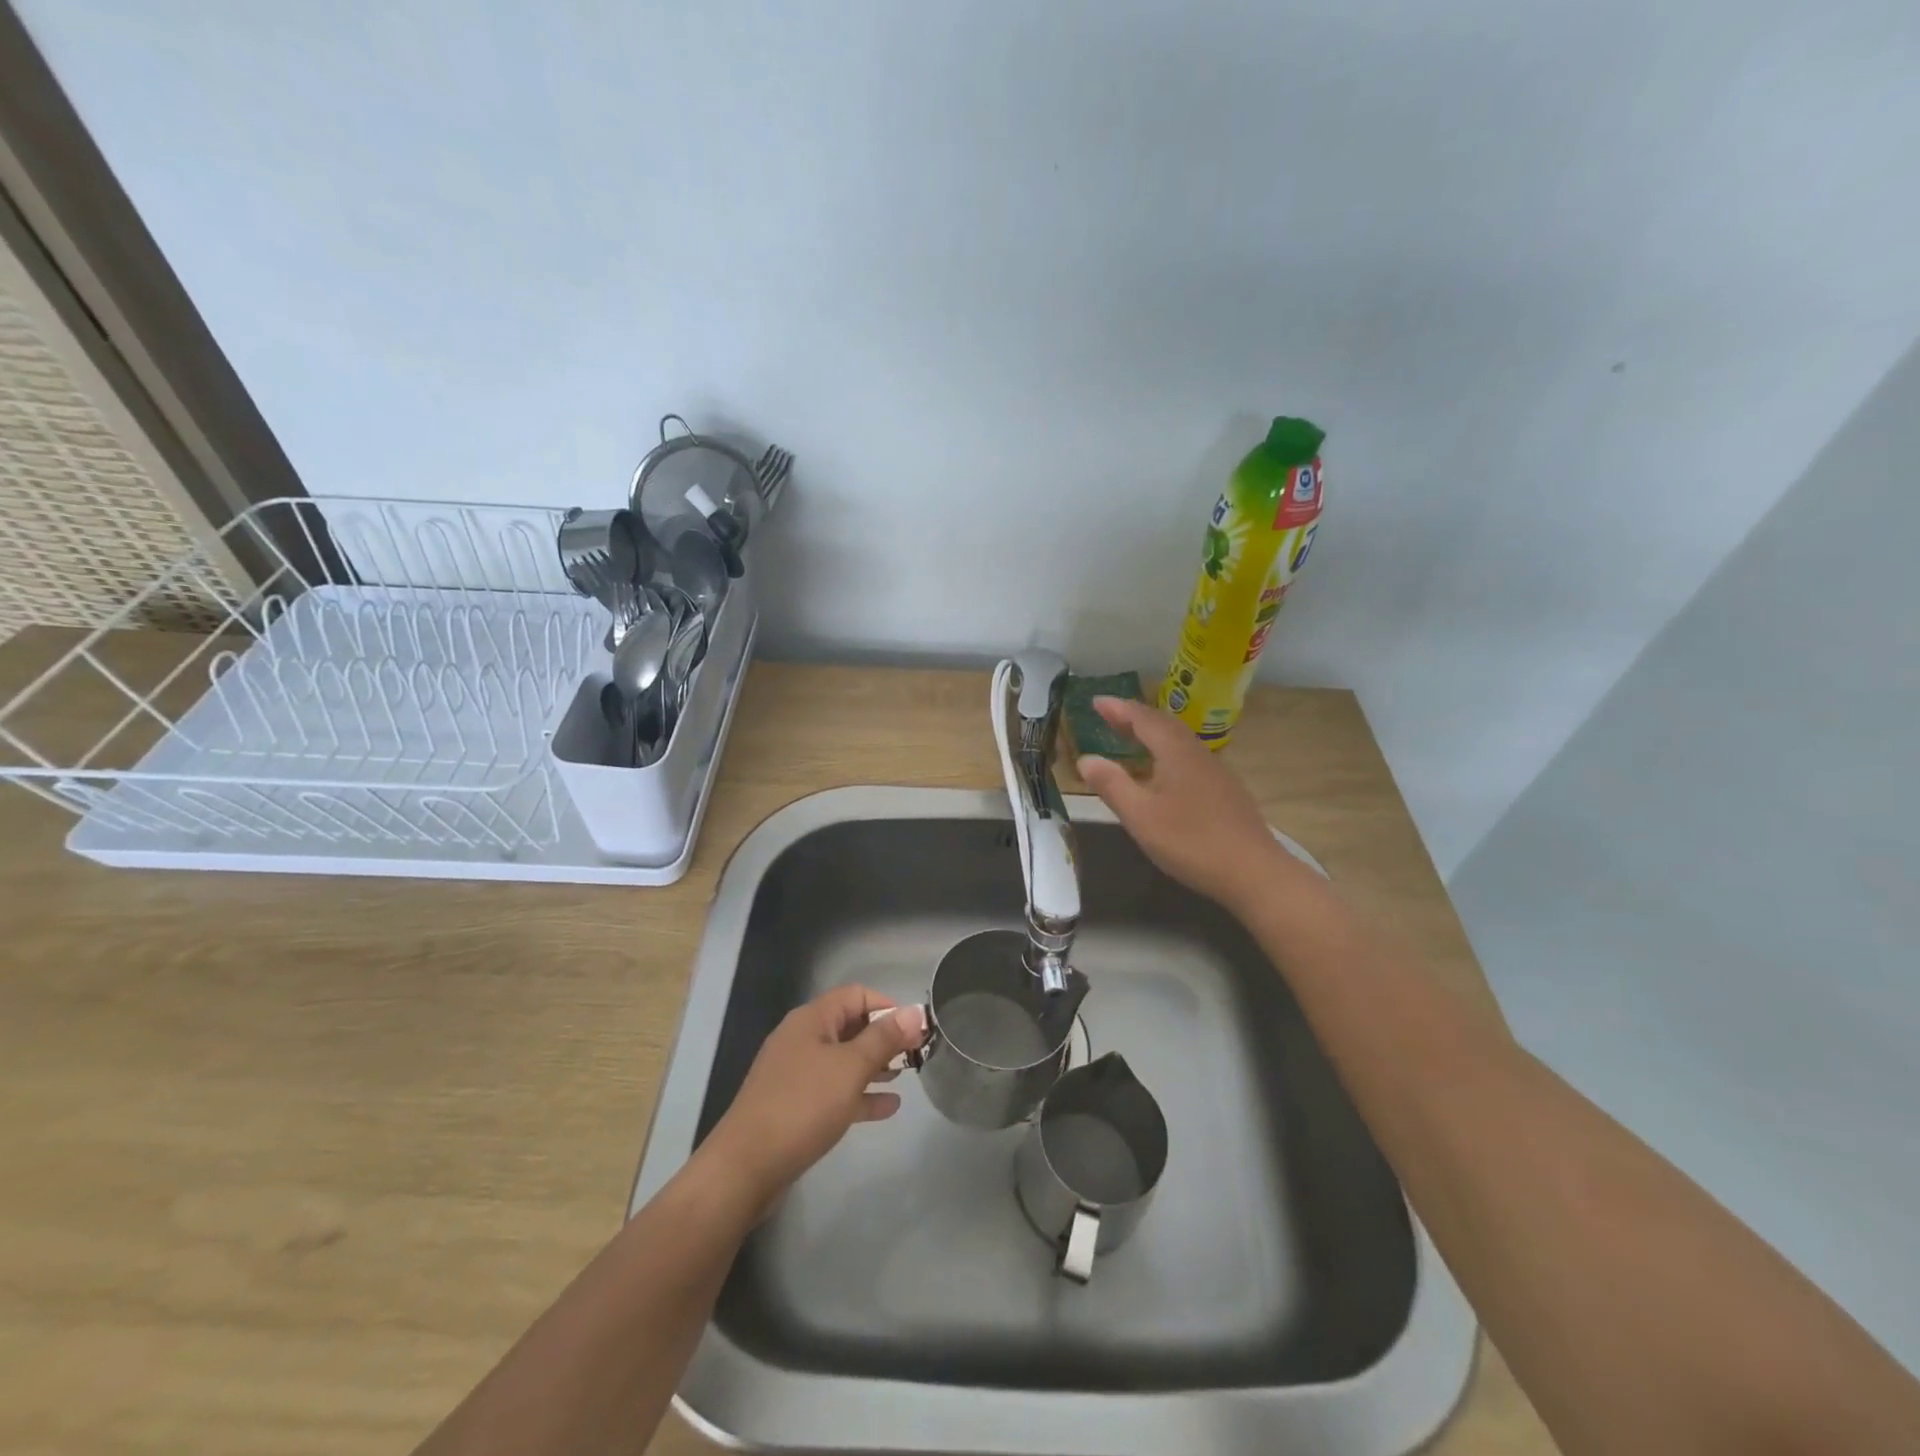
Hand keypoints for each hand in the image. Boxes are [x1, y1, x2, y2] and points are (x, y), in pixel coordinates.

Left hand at [698, 986, 924, 1214]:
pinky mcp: (794, 1106)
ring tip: (906, 1076)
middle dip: (884, 1037)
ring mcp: (796, 1074)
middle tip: (916, 1055)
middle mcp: (802, 1039)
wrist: (745, 1168)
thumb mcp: (850, 1068)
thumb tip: (915, 1012)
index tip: (915, 1030)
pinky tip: (887, 1108)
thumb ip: (884, 1039)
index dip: (888, 1006)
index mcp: (811, 1020)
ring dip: (874, 1065)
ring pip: (844, 1060)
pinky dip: (860, 1094)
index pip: (857, 995)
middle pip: (850, 1026)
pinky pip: (834, 1090)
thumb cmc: (802, 1106)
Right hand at [1075, 696, 1293, 911]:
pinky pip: (1189, 757)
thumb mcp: (1140, 816)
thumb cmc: (1190, 841)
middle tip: (1109, 716)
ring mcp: (1216, 771)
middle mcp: (1197, 753)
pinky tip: (1163, 772)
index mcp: (1175, 752)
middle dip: (1135, 717)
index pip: (1143, 719)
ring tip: (1132, 739)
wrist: (1253, 872)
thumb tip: (1085, 759)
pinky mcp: (1225, 790)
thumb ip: (1112, 785)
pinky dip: (1167, 752)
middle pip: (1164, 725)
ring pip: (1179, 741)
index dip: (1118, 708)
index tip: (1096, 701)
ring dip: (1153, 734)